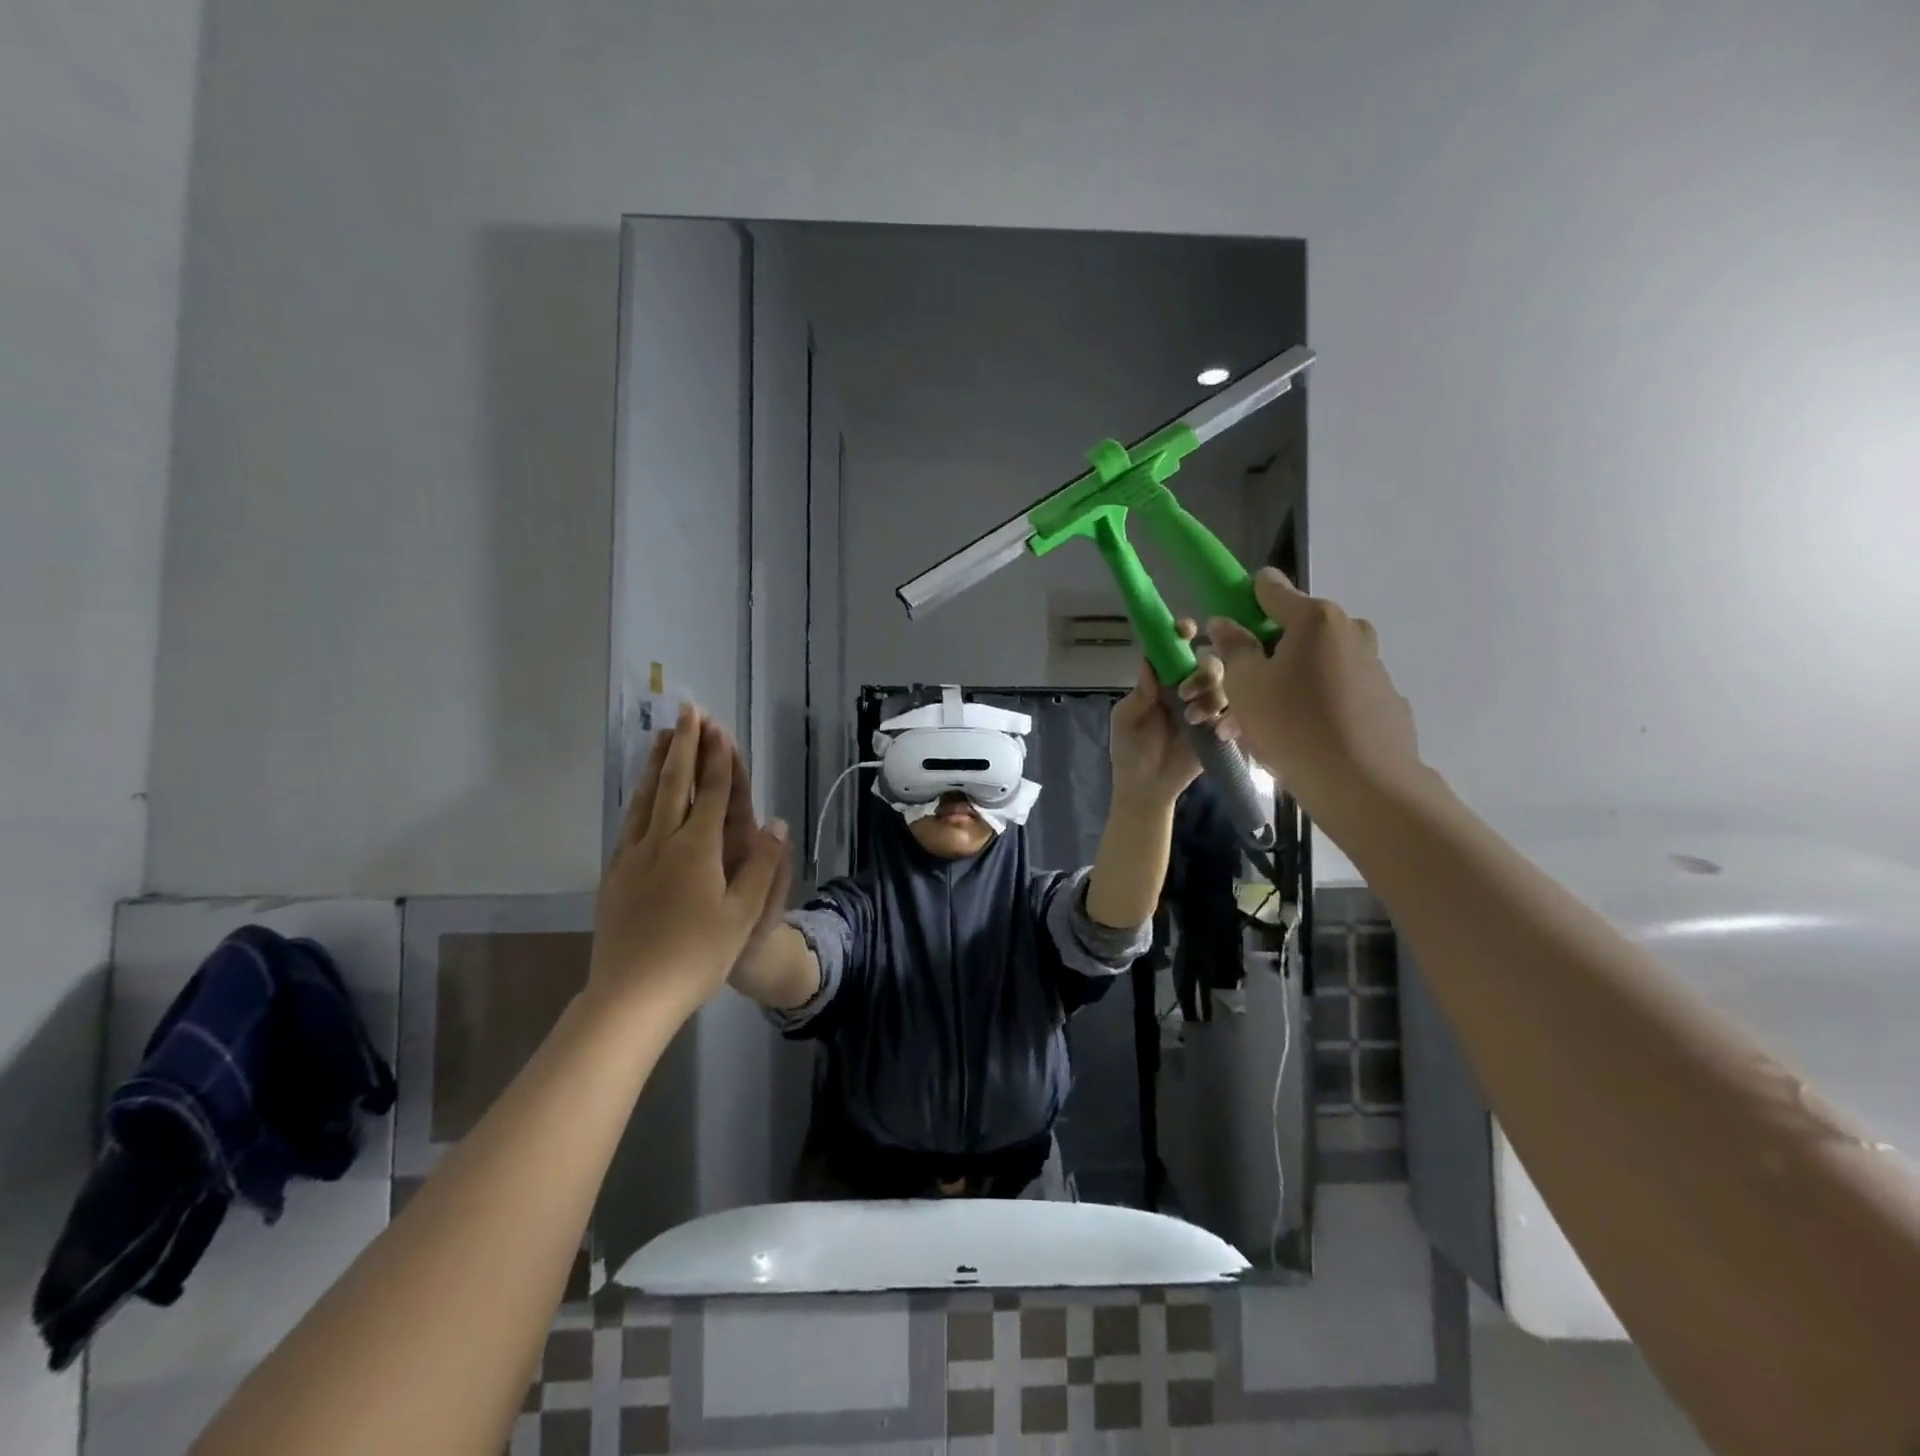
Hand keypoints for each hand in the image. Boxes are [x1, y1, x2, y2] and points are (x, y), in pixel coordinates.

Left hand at [590, 704, 789, 1019]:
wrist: (631, 995)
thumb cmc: (696, 956)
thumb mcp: (742, 914)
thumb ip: (761, 865)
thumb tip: (775, 822)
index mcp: (696, 849)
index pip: (710, 792)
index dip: (717, 758)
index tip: (717, 726)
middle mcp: (661, 842)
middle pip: (673, 784)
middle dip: (684, 746)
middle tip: (687, 711)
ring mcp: (632, 857)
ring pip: (645, 799)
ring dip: (656, 764)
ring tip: (662, 737)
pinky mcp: (614, 874)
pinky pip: (629, 822)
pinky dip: (638, 797)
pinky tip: (639, 794)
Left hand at [1108, 619, 1232, 802]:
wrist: (1146, 788)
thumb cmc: (1130, 750)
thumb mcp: (1126, 719)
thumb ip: (1139, 693)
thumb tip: (1149, 662)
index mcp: (1164, 680)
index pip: (1176, 649)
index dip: (1182, 634)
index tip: (1186, 629)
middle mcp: (1189, 688)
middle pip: (1210, 663)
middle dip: (1202, 672)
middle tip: (1184, 693)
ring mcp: (1208, 708)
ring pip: (1228, 685)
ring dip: (1212, 696)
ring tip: (1193, 718)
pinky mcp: (1222, 730)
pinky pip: (1238, 714)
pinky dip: (1232, 717)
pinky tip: (1217, 730)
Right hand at [1207, 569, 1425, 820]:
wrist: (1364, 785)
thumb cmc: (1293, 725)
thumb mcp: (1244, 685)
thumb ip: (1232, 647)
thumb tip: (1225, 623)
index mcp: (1315, 618)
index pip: (1269, 588)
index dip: (1241, 602)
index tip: (1223, 631)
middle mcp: (1349, 631)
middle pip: (1292, 631)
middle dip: (1259, 657)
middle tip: (1232, 694)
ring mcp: (1371, 665)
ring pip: (1311, 666)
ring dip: (1280, 687)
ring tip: (1249, 729)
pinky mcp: (1383, 700)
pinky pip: (1334, 692)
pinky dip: (1309, 706)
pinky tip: (1291, 740)